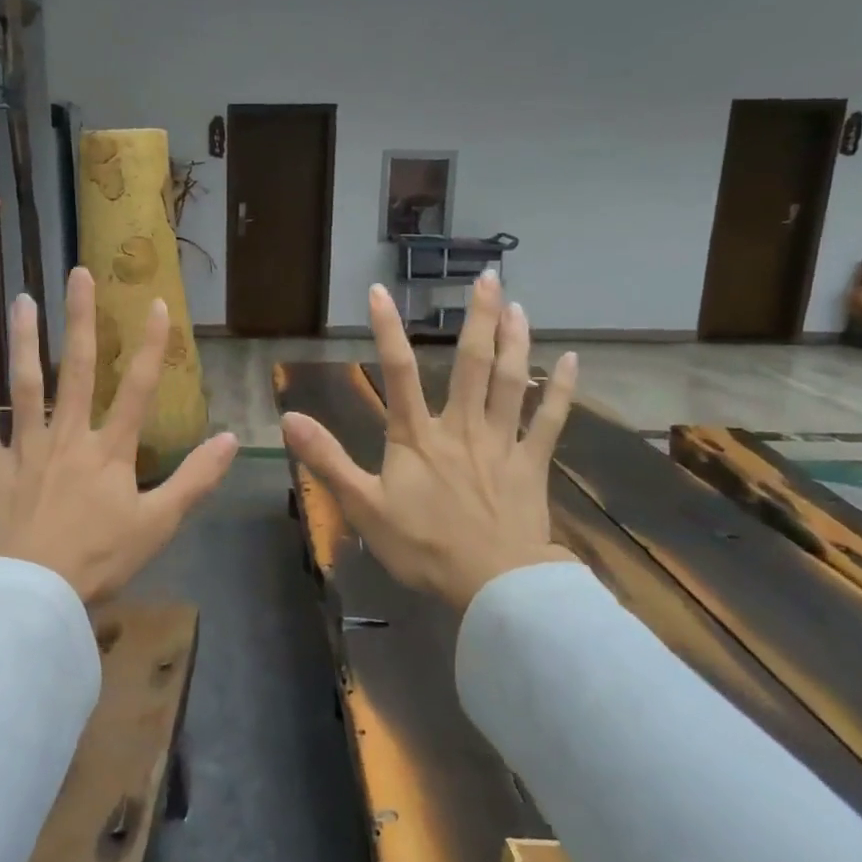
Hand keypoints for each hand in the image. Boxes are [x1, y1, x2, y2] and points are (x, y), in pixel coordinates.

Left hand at [0, 266, 239, 603]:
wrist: (33, 596)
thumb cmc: (99, 561)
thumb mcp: (159, 524)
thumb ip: (195, 479)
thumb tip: (233, 438)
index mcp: (110, 451)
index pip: (139, 389)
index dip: (151, 345)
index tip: (157, 303)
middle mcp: (67, 437)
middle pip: (77, 369)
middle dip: (81, 320)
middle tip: (78, 274)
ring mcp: (24, 449)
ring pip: (24, 385)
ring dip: (24, 340)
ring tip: (23, 300)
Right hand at [281, 270, 578, 611]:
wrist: (492, 584)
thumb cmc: (423, 547)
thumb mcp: (363, 506)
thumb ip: (327, 460)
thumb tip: (289, 419)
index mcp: (418, 437)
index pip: (399, 372)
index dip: (387, 330)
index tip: (380, 291)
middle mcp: (462, 427)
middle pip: (472, 363)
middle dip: (479, 317)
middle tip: (489, 277)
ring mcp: (502, 443)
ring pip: (512, 381)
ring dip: (516, 340)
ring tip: (518, 305)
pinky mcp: (532, 464)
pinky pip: (550, 420)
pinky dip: (562, 390)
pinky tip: (571, 361)